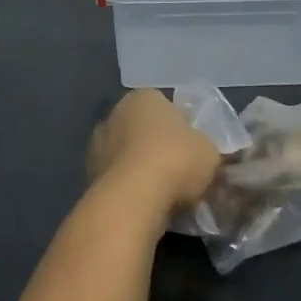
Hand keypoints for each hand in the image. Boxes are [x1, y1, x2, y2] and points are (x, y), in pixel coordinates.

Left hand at [87, 91, 223, 210]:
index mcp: (144, 96)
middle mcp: (115, 112)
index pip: (166, 106)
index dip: (182, 128)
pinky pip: (118, 178)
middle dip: (158, 147)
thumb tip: (204, 154)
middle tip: (180, 172)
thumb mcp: (210, 152)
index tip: (193, 150)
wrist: (134, 197)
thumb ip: (206, 148)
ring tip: (165, 194)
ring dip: (142, 169)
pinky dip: (130, 188)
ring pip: (128, 155)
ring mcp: (97, 144)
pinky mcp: (89, 173)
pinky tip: (147, 204)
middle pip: (143, 130)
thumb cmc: (176, 159)